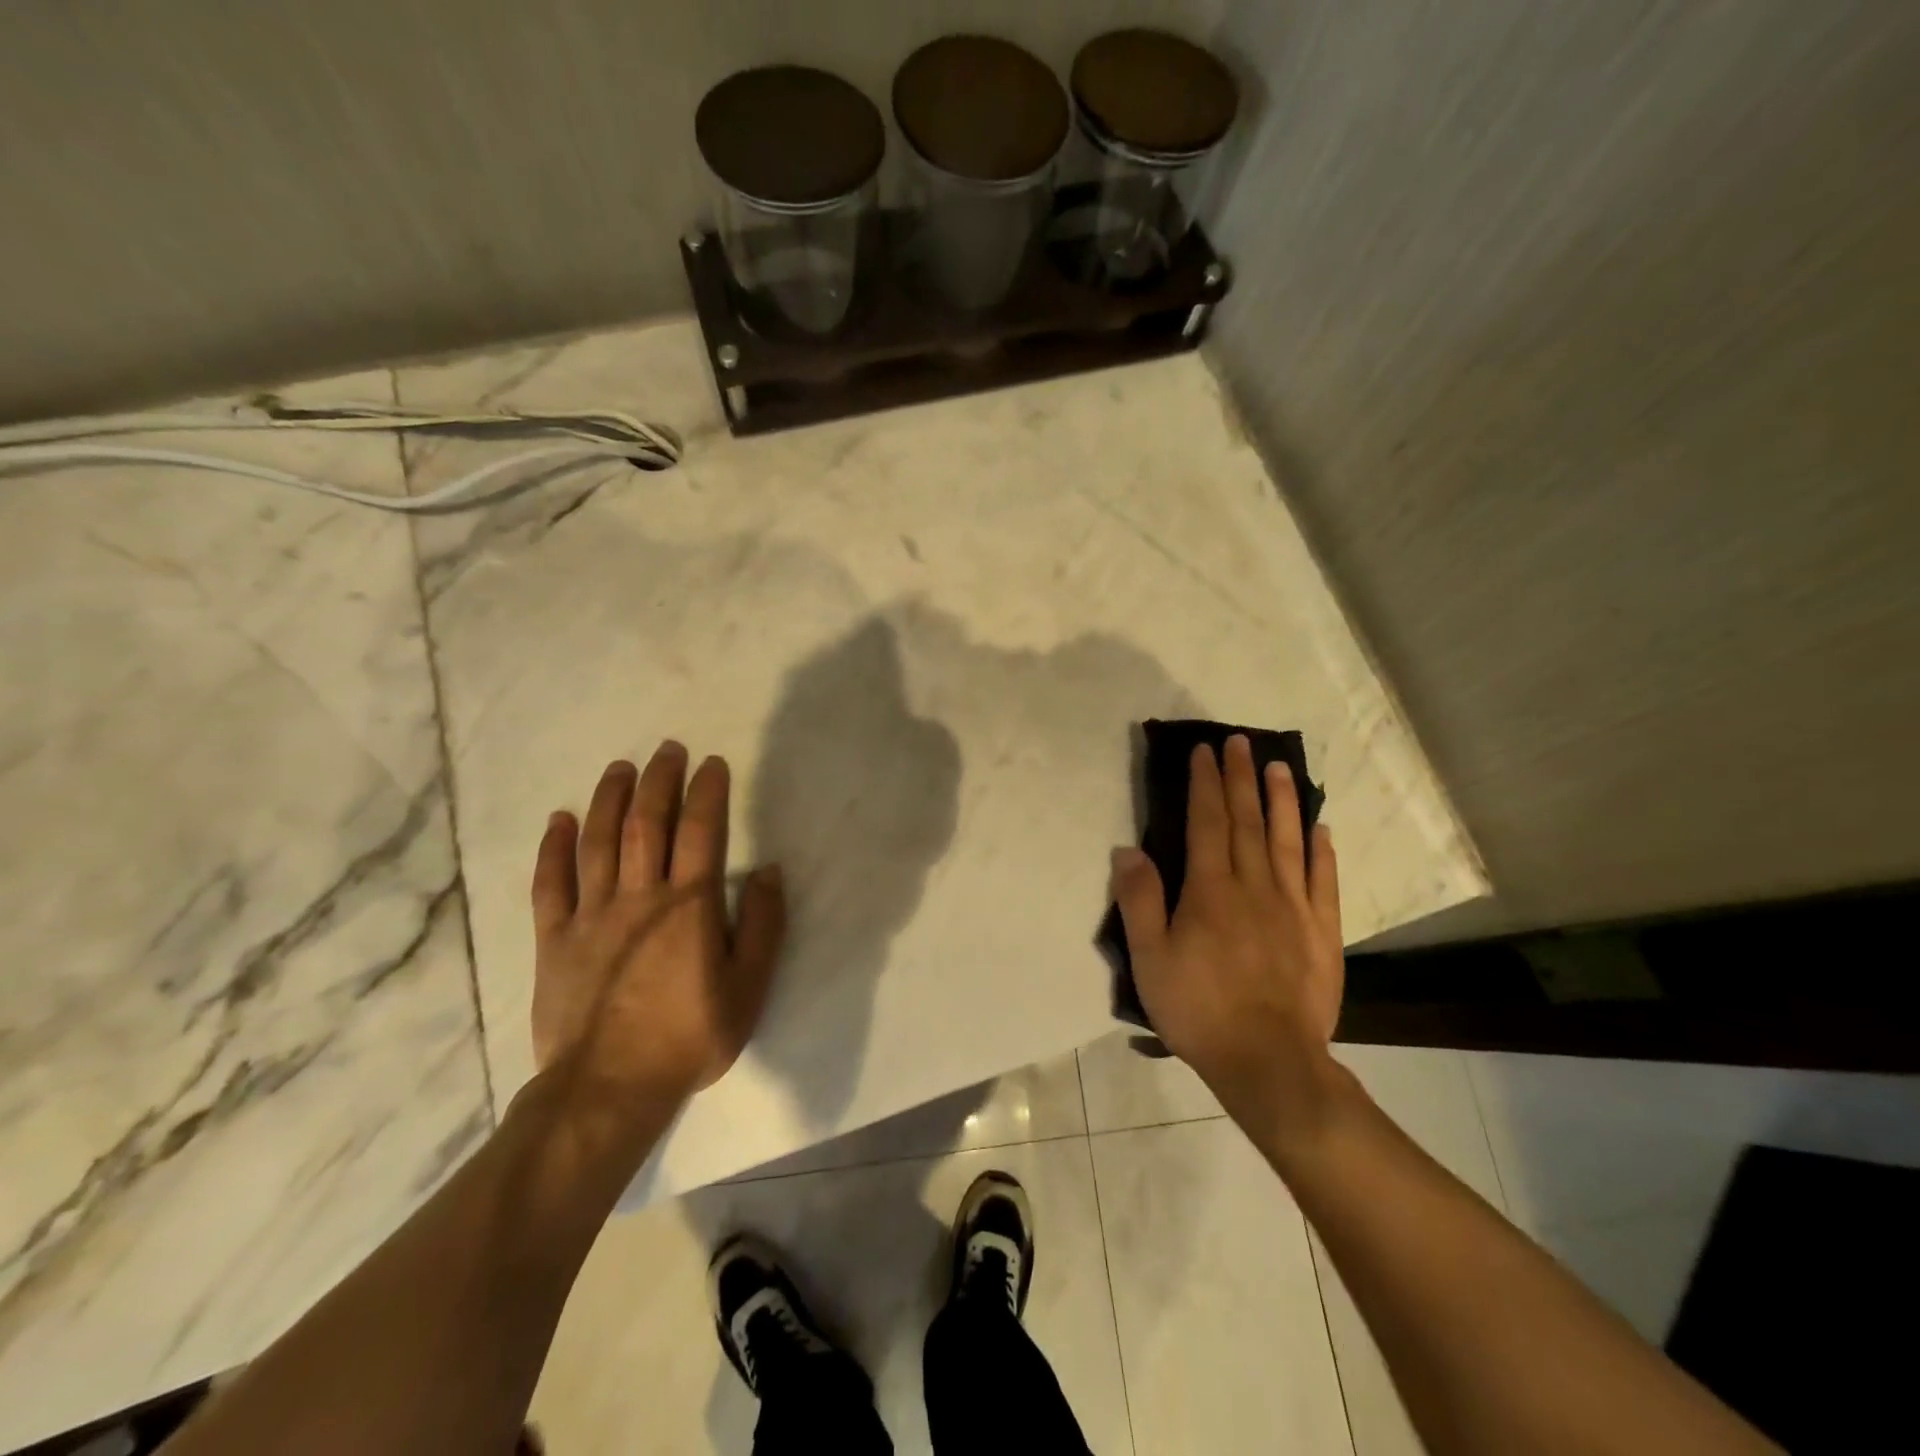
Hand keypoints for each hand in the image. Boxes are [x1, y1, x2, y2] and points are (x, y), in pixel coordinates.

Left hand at [529, 742, 785, 1114]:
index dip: (706, 792)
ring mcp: (591, 915)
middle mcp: (640, 897)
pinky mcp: (555, 939)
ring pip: (599, 842)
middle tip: (667, 749)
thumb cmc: (689, 1037)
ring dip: (610, 800)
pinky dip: (554, 848)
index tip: (711, 763)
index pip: (700, 832)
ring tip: (621, 768)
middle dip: (659, 781)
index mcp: (689, 906)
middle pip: (647, 824)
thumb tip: (770, 872)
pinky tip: (561, 820)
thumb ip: (763, 926)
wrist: (609, 1089)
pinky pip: (551, 883)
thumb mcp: (748, 988)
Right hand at [1110, 734, 1343, 1121]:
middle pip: (1247, 821)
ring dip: (1282, 800)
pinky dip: (1322, 850)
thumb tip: (1127, 849)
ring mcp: (1294, 907)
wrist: (1269, 1063)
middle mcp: (1255, 886)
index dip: (1205, 783)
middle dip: (1240, 778)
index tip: (1204, 751)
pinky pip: (1324, 880)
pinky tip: (1320, 827)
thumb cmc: (1199, 1009)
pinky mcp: (1322, 931)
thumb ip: (1140, 901)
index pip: (1207, 822)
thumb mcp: (1151, 960)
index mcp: (1211, 890)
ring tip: (1279, 766)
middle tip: (1239, 742)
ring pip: (1288, 840)